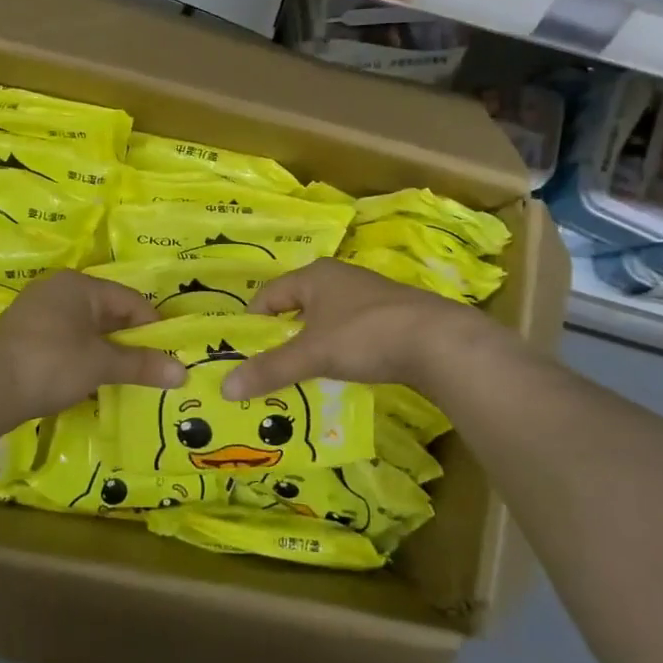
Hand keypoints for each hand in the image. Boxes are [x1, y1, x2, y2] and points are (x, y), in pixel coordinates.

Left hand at [0, 271, 186, 422]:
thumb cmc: (50, 364)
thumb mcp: (100, 364)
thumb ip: (141, 365)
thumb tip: (183, 373)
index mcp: (78, 285)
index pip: (129, 300)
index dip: (152, 327)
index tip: (167, 356)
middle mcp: (57, 290)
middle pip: (107, 312)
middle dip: (128, 341)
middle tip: (149, 368)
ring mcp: (36, 312)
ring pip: (85, 328)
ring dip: (104, 351)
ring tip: (121, 377)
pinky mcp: (23, 336)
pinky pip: (65, 341)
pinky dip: (81, 357)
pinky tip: (87, 380)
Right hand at [221, 258, 501, 400]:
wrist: (438, 341)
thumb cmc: (365, 335)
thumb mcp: (312, 353)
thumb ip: (271, 369)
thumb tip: (225, 387)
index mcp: (315, 276)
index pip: (270, 294)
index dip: (253, 322)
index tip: (242, 352)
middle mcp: (340, 279)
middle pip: (298, 307)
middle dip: (282, 336)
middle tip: (266, 368)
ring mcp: (368, 297)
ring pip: (326, 321)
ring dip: (311, 346)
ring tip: (299, 376)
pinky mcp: (391, 318)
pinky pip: (351, 333)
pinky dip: (339, 351)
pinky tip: (340, 373)